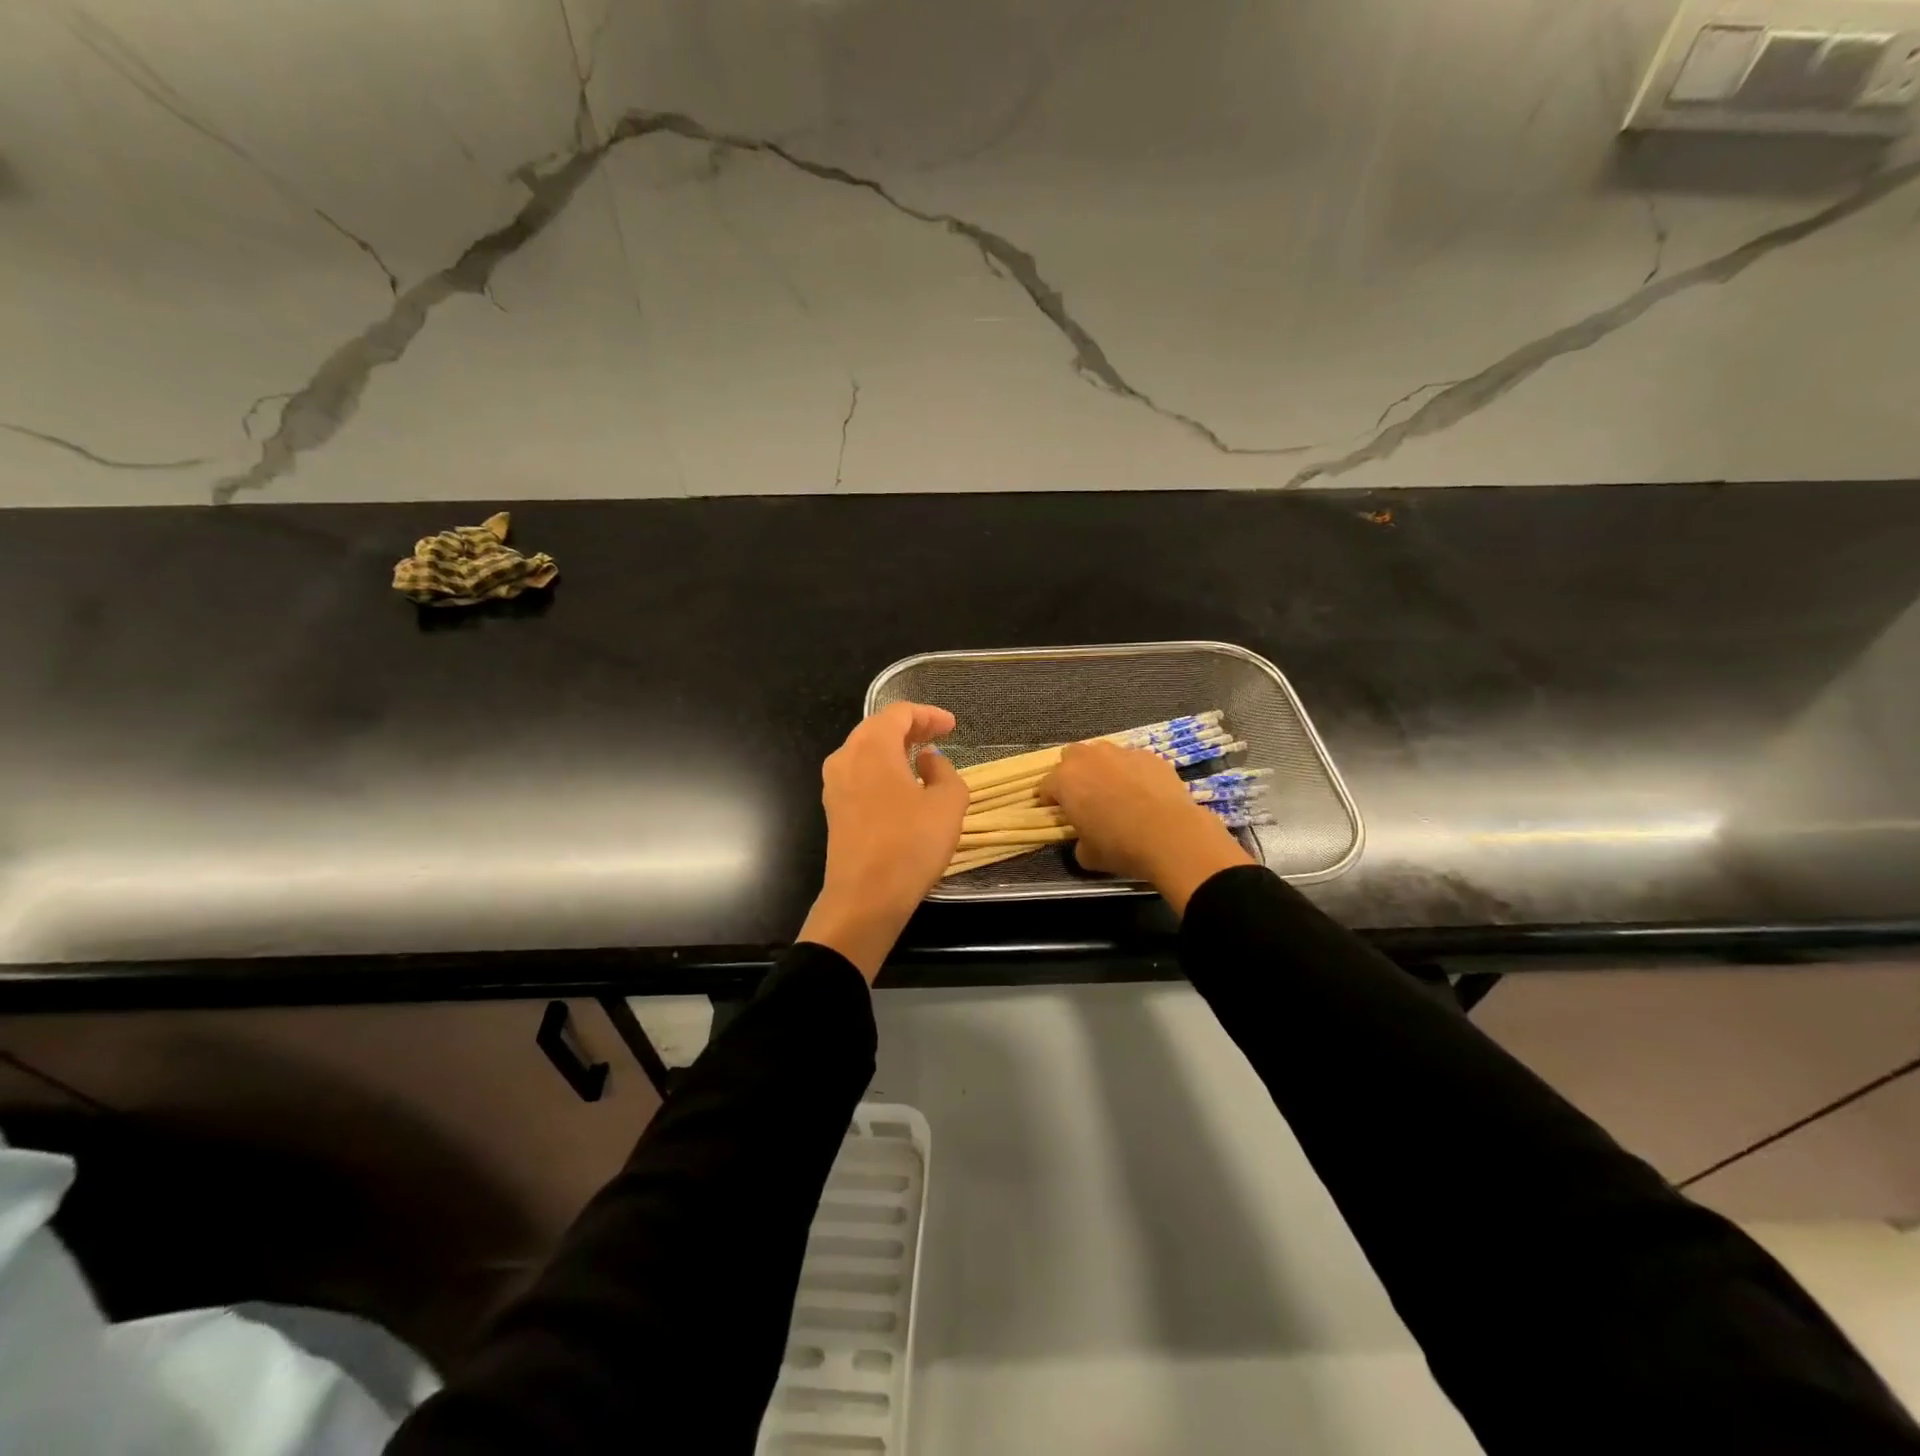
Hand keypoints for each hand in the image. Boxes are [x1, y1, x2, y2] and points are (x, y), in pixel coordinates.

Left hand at [798, 702, 969, 980]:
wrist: (865, 898)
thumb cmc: (910, 844)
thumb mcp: (948, 804)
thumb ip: (945, 772)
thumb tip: (928, 761)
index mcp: (872, 746)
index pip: (899, 713)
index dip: (928, 715)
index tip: (952, 726)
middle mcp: (846, 757)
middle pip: (878, 728)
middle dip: (910, 728)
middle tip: (939, 735)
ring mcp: (834, 784)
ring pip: (866, 751)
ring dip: (894, 749)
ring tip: (922, 757)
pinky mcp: (834, 809)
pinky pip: (859, 774)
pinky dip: (882, 769)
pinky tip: (902, 785)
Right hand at [1042, 741, 1252, 915]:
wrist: (1171, 836)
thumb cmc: (1120, 846)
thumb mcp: (1087, 855)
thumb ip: (1078, 841)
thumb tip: (1084, 839)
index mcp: (1065, 780)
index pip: (1046, 786)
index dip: (1050, 800)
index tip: (1057, 813)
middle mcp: (1089, 758)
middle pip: (1071, 756)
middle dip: (1073, 773)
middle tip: (1084, 796)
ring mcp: (1121, 752)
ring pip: (1103, 754)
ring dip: (1102, 768)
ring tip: (1116, 792)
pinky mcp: (1150, 756)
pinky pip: (1133, 760)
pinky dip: (1132, 772)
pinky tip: (1144, 793)